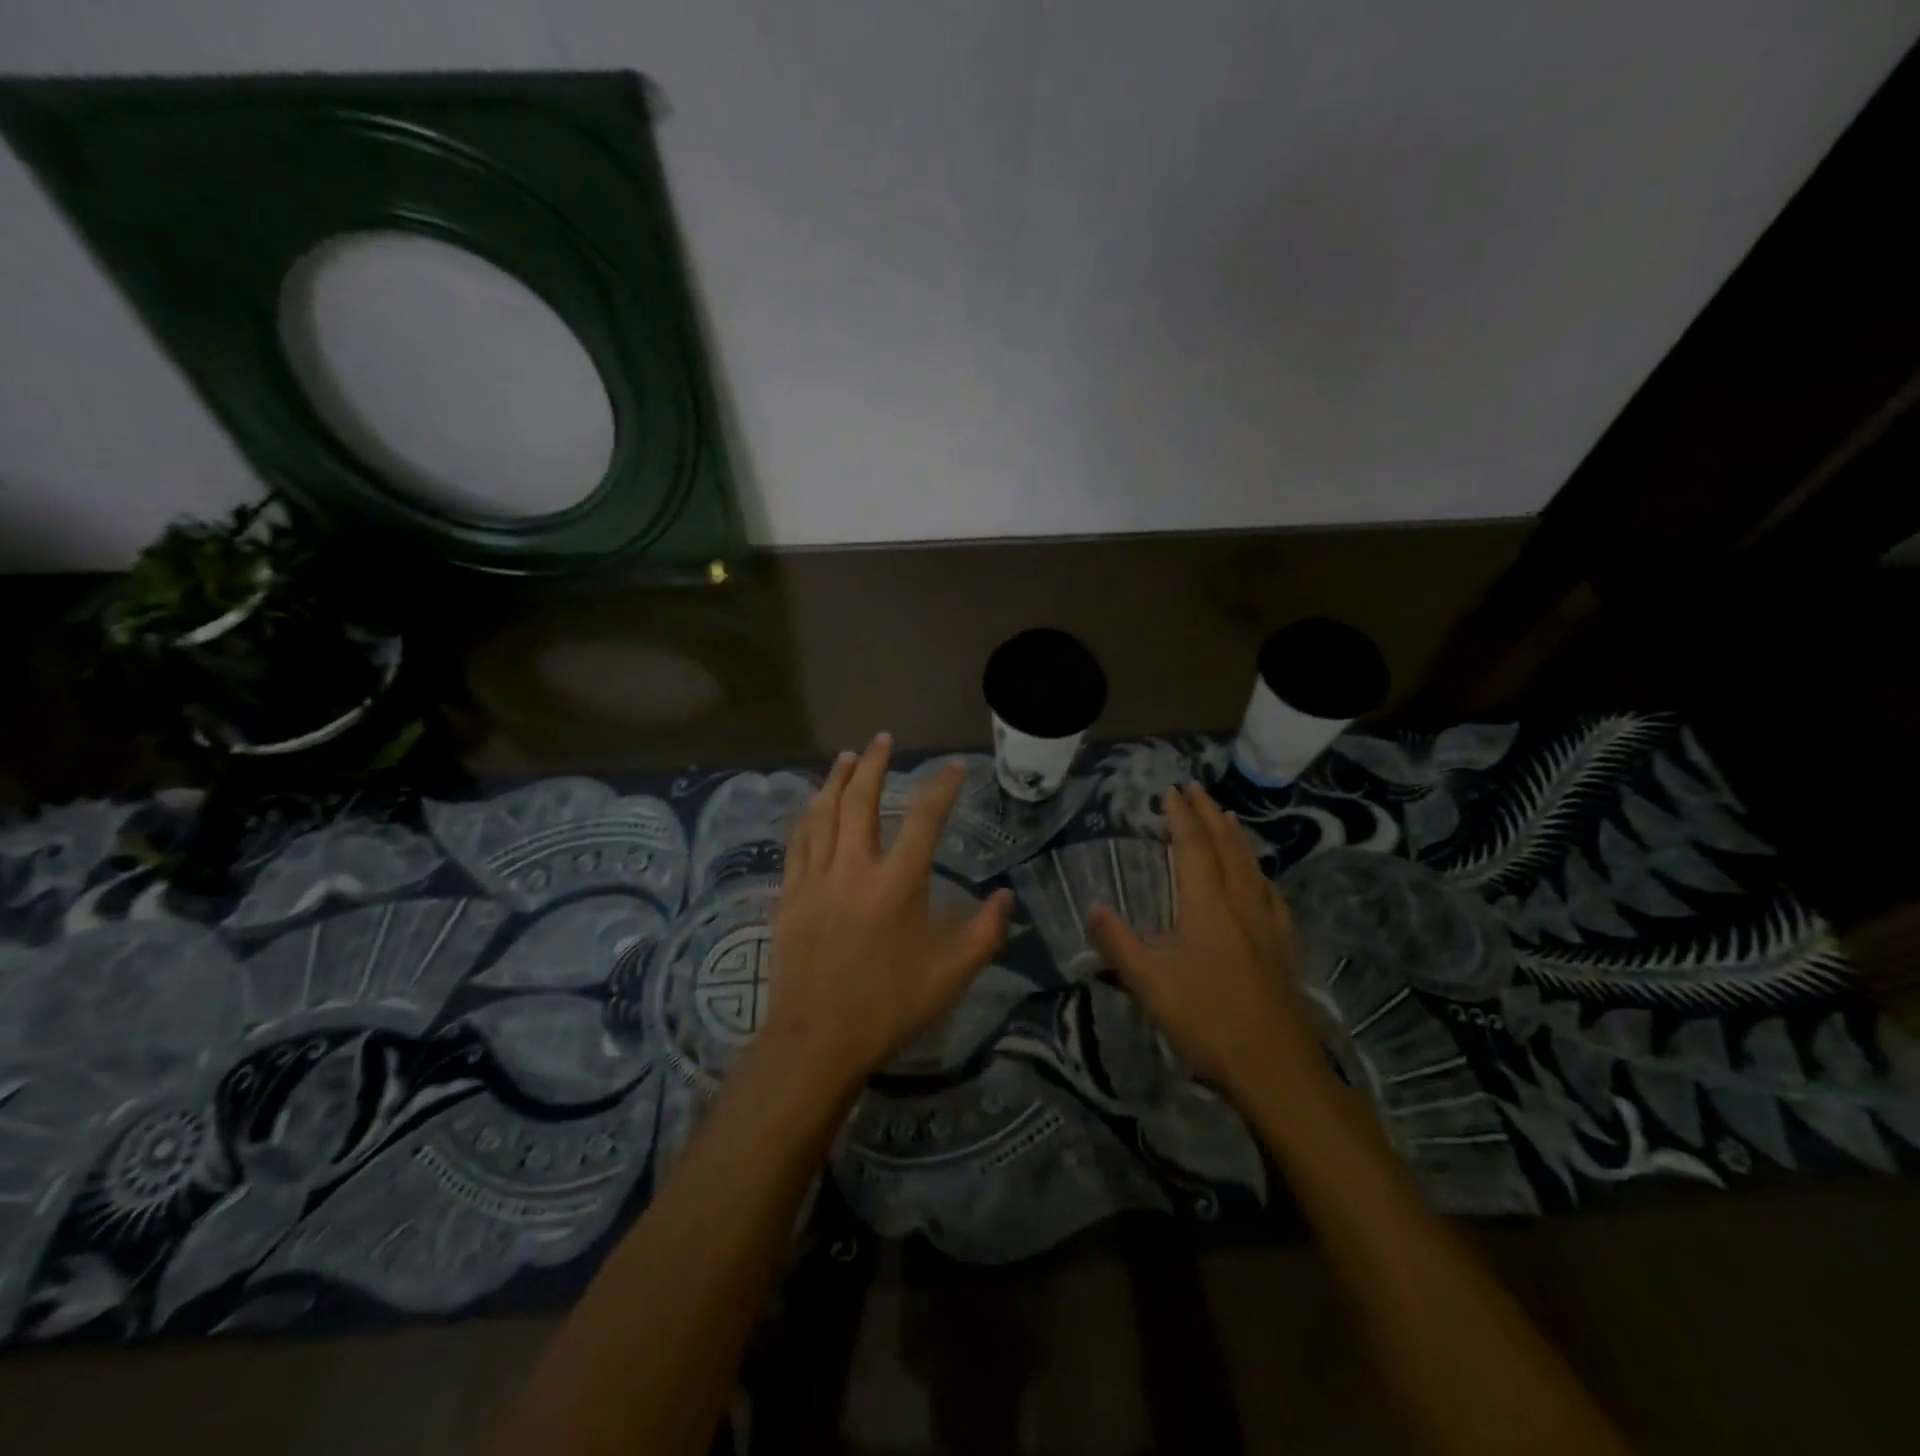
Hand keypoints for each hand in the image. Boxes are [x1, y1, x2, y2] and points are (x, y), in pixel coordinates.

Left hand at [758, 733, 1012, 1099]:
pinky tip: (812, 805)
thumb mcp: (951, 975)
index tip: (954, 767)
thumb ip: (985, 933)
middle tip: (882, 739)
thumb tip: (1006, 896)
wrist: (816, 1040)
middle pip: (861, 800)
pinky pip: (798, 842)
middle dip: (873, 764)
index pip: (924, 819)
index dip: (941, 787)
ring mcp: (817, 879)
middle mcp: (855, 868)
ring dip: (836, 780)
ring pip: (824, 813)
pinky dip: (808, 816)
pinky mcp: (791, 895)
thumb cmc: (888, 1006)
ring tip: (846, 756)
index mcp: (898, 883)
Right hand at [1088, 781, 1323, 1102]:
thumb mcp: (1149, 982)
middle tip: (1197, 789)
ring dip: (1236, 836)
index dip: (1181, 816)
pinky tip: (1260, 881)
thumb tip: (1093, 907)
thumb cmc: (1207, 1020)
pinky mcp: (1283, 947)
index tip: (1170, 792)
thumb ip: (1118, 942)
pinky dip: (1259, 872)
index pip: (1193, 846)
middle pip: (1228, 846)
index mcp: (1207, 905)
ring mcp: (1268, 924)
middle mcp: (1241, 903)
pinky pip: (1270, 893)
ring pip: (1252, 866)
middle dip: (1210, 814)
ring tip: (1228, 819)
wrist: (1276, 1068)